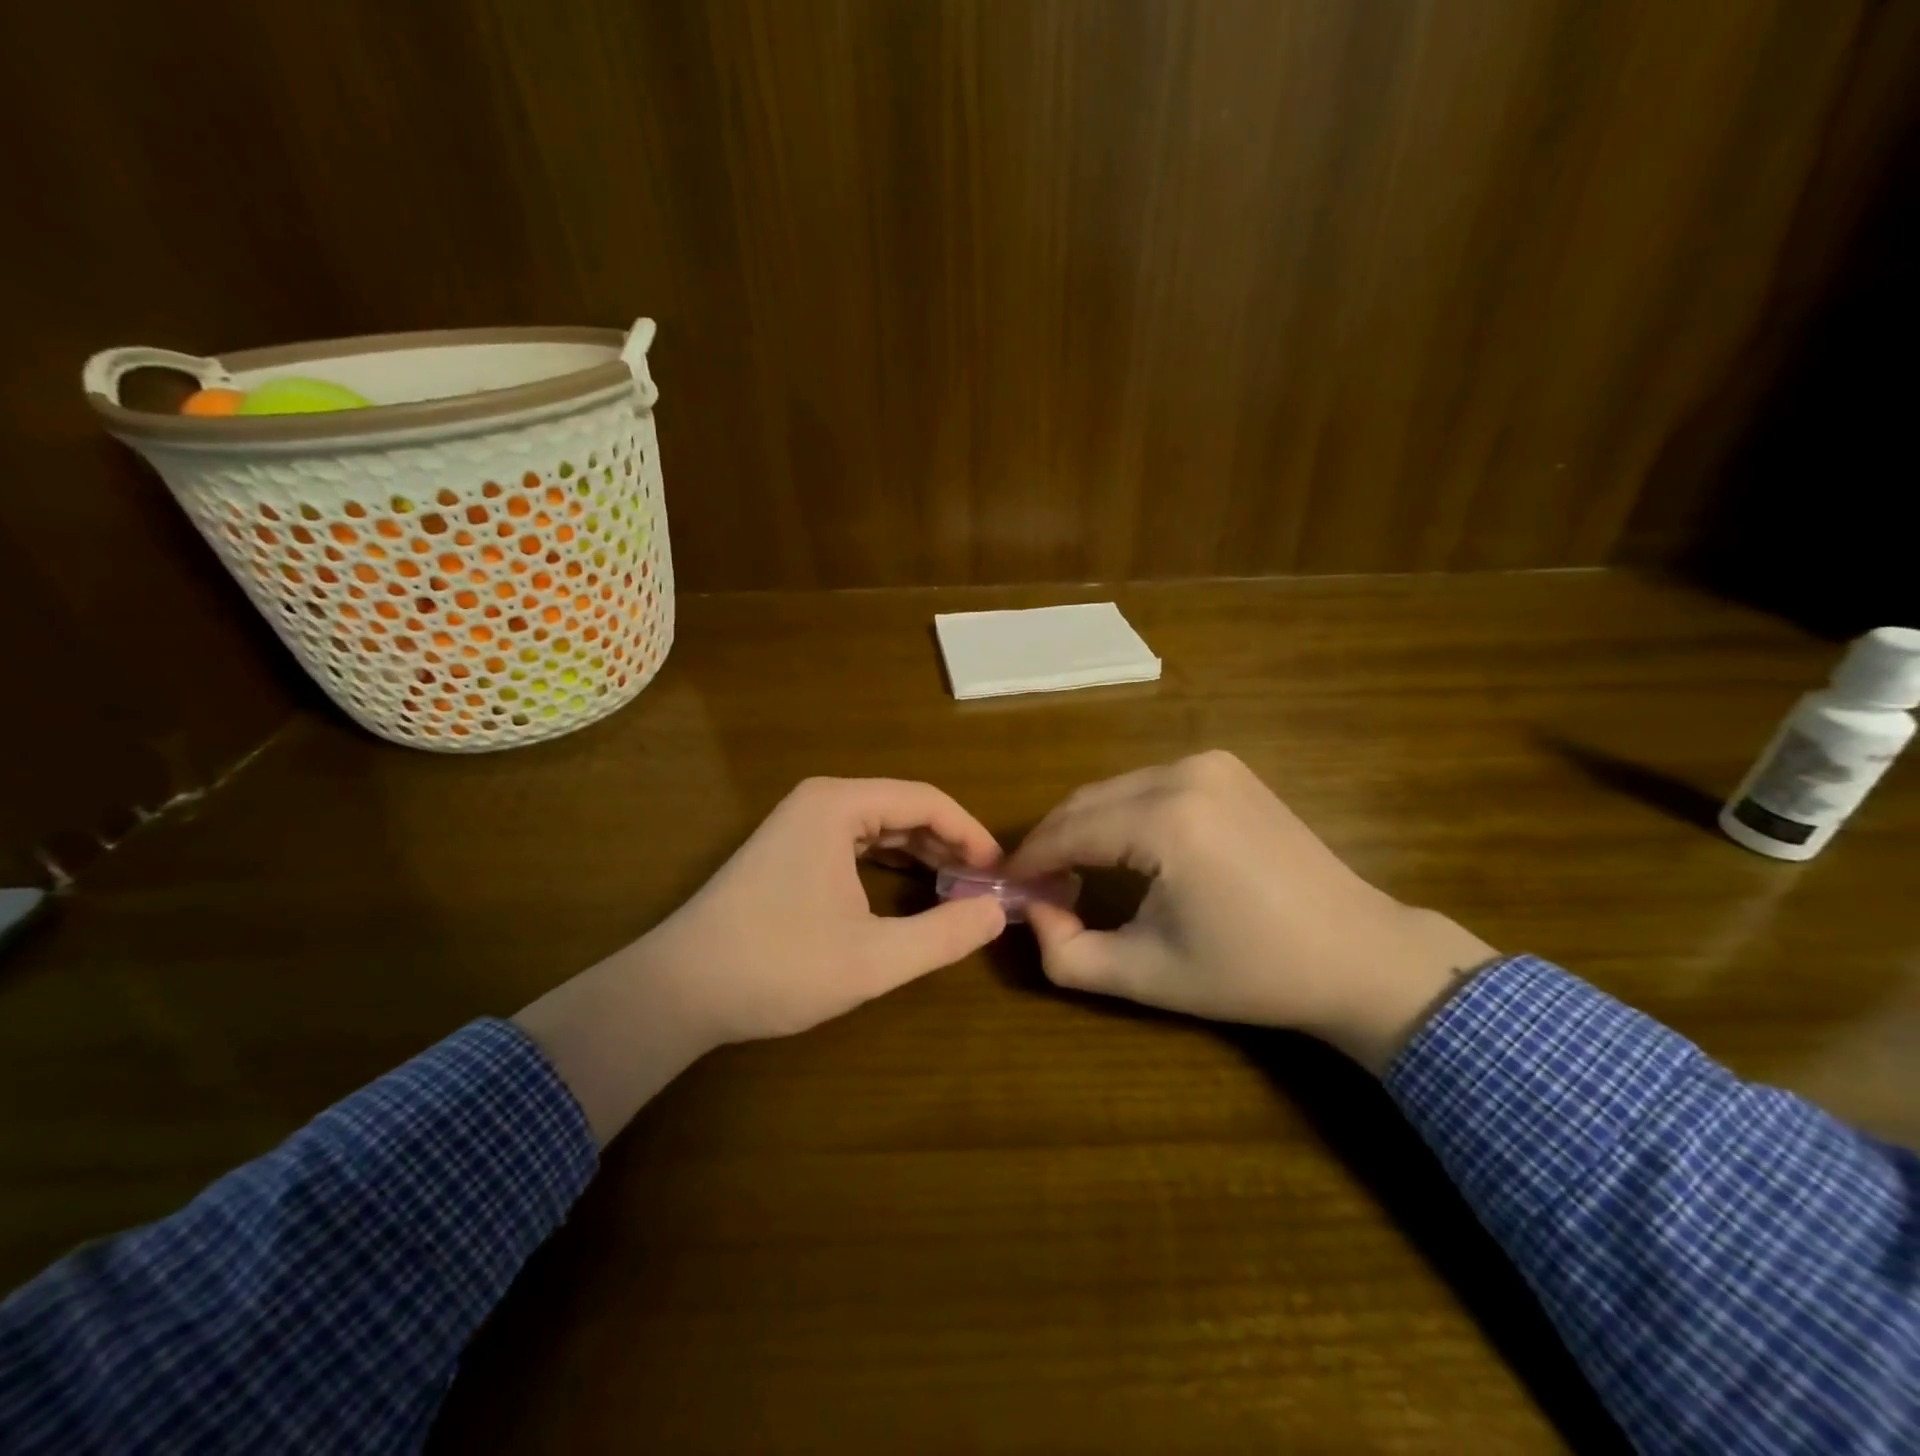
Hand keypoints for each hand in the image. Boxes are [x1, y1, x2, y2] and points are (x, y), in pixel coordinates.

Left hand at [516, 778, 1006, 1140]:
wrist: (678, 990)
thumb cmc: (777, 966)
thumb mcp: (873, 958)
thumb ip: (943, 935)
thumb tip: (997, 913)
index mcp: (839, 805)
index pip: (927, 800)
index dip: (971, 833)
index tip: (1000, 872)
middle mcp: (819, 801)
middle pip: (904, 808)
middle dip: (948, 843)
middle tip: (984, 885)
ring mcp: (798, 824)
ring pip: (879, 825)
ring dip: (921, 853)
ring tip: (957, 888)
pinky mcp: (788, 850)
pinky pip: (855, 842)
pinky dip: (889, 862)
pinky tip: (910, 890)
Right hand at [1004, 751, 1497, 1072]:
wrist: (1357, 953)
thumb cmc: (1251, 973)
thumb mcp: (1146, 976)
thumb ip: (1066, 953)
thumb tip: (1031, 912)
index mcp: (1165, 821)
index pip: (1068, 831)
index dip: (1028, 860)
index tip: (1004, 887)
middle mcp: (1183, 774)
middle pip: (1086, 802)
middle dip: (1052, 841)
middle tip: (1036, 886)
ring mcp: (1209, 763)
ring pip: (1114, 789)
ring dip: (1084, 826)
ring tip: (1074, 873)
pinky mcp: (1227, 767)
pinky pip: (1148, 784)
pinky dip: (1121, 812)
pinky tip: (1123, 849)